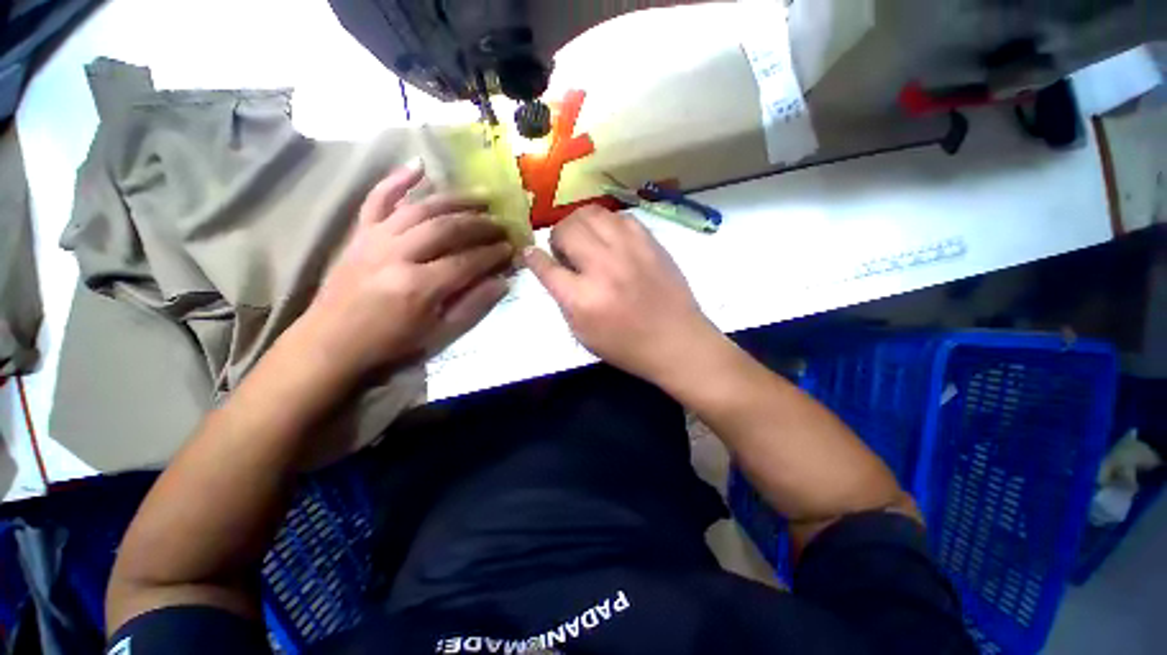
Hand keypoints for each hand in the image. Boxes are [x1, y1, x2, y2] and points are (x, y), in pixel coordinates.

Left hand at [302, 165, 512, 379]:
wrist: (332, 341)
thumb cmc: (391, 342)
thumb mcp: (440, 333)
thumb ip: (473, 306)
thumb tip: (503, 282)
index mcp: (419, 286)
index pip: (467, 261)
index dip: (493, 253)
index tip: (511, 248)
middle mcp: (398, 255)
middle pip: (447, 229)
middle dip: (480, 224)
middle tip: (501, 223)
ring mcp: (375, 239)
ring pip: (421, 209)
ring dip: (454, 200)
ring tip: (480, 197)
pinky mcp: (360, 233)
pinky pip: (378, 199)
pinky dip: (397, 180)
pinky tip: (418, 166)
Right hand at [525, 206, 721, 382]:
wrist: (676, 340)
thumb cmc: (627, 346)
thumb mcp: (583, 334)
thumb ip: (564, 299)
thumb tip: (551, 270)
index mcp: (583, 298)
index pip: (546, 266)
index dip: (533, 257)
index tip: (530, 253)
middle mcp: (603, 267)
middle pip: (567, 230)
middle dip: (557, 238)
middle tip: (565, 251)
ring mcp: (629, 250)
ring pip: (591, 214)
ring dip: (580, 224)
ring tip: (585, 240)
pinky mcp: (649, 242)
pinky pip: (619, 217)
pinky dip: (607, 224)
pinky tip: (610, 239)